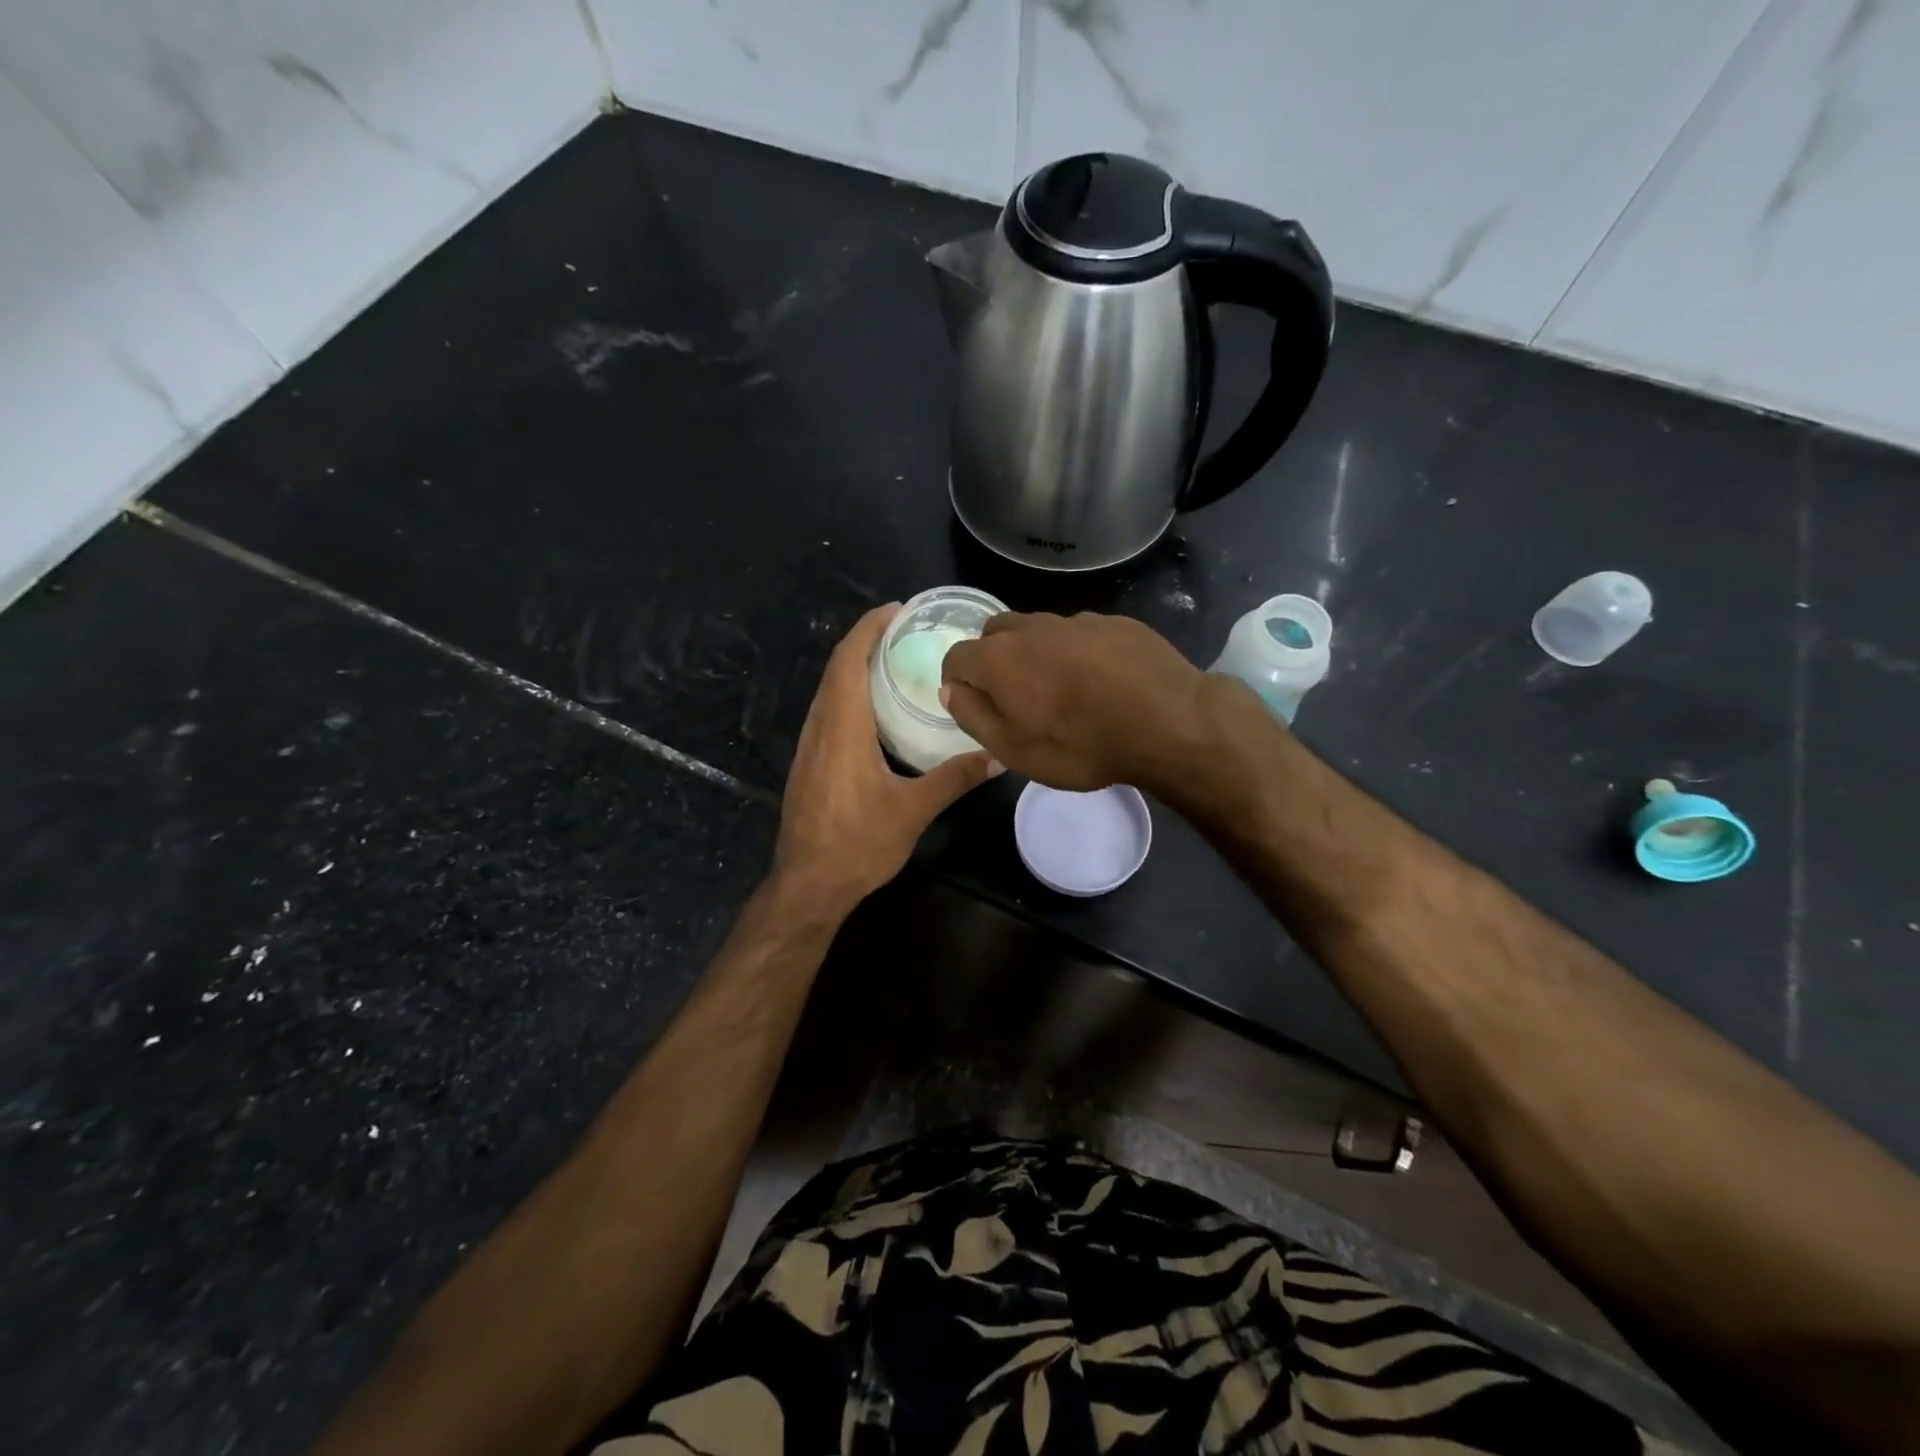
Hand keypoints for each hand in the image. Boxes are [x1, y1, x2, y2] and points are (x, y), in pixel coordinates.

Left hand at [773, 604, 1000, 911]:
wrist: (807, 885)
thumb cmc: (858, 844)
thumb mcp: (913, 811)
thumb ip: (953, 778)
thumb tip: (997, 756)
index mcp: (842, 727)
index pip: (849, 660)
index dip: (869, 627)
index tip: (897, 609)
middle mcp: (820, 727)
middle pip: (837, 668)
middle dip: (866, 640)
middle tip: (906, 630)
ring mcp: (809, 746)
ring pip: (829, 690)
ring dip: (856, 666)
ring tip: (895, 660)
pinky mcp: (808, 763)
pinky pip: (828, 711)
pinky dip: (850, 693)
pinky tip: (876, 709)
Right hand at [940, 612, 1207, 790]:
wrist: (1169, 722)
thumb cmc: (1082, 745)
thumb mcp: (1014, 750)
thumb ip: (974, 715)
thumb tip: (952, 689)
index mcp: (999, 657)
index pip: (956, 656)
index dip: (958, 682)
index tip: (974, 705)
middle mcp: (1032, 627)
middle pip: (995, 634)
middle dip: (993, 660)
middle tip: (1014, 696)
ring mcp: (1076, 620)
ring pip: (1038, 630)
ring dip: (1035, 653)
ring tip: (1061, 689)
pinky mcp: (1115, 621)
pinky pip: (1079, 632)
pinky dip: (1076, 651)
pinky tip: (1100, 680)